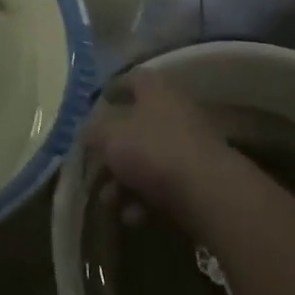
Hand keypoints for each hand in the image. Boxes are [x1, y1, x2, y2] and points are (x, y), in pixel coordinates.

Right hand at [81, 71, 234, 223]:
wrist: (207, 191)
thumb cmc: (152, 150)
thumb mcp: (109, 136)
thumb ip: (92, 130)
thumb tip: (87, 130)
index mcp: (154, 91)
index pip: (132, 79)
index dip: (113, 88)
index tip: (98, 103)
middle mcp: (174, 111)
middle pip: (136, 125)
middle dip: (112, 149)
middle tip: (94, 167)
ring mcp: (188, 145)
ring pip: (147, 158)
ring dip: (124, 180)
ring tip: (109, 201)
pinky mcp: (197, 177)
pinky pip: (163, 183)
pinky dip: (145, 198)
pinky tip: (133, 216)